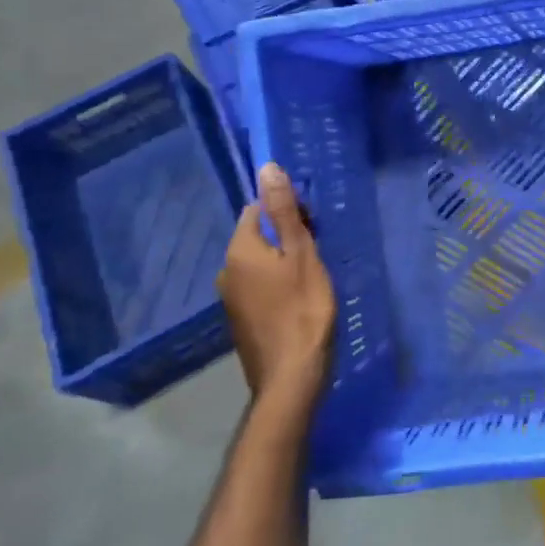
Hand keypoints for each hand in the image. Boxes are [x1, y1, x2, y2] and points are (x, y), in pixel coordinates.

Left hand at [218, 164, 336, 408]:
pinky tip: (299, 299)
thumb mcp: (302, 254)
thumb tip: (267, 167)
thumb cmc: (303, 309)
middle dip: (285, 236)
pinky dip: (277, 285)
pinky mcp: (240, 320)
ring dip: (282, 262)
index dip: (287, 212)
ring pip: (259, 263)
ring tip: (313, 275)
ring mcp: (230, 299)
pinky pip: (258, 287)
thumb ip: (285, 211)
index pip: (257, 210)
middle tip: (318, 251)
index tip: (313, 227)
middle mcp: (226, 270)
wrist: (291, 377)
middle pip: (257, 236)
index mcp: (239, 250)